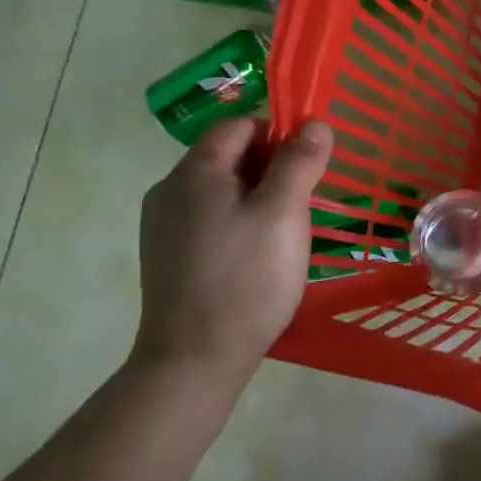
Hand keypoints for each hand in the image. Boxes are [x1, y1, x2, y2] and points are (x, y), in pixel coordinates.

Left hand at [130, 117, 333, 397]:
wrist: (195, 358)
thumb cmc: (246, 278)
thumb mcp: (283, 214)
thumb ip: (300, 162)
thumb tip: (315, 122)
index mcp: (196, 171)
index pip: (241, 125)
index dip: (280, 134)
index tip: (311, 166)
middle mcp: (170, 190)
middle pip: (230, 156)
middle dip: (273, 169)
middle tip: (304, 204)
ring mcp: (164, 225)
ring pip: (222, 191)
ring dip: (258, 198)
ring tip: (286, 234)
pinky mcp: (168, 255)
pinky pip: (210, 220)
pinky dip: (239, 223)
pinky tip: (258, 257)